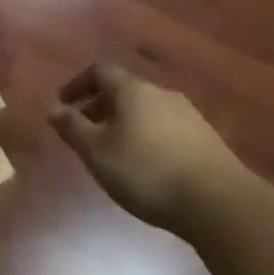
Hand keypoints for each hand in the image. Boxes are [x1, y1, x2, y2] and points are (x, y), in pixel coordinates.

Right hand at [48, 62, 244, 230]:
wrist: (220, 204)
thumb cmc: (146, 171)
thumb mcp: (96, 151)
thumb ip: (72, 127)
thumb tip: (52, 108)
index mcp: (132, 89)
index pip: (99, 71)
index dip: (77, 84)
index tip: (63, 104)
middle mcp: (161, 93)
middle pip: (124, 90)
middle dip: (100, 106)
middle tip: (85, 131)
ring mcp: (189, 116)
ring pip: (146, 110)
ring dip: (125, 123)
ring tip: (114, 151)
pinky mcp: (207, 140)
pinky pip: (166, 128)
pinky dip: (148, 138)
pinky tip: (147, 166)